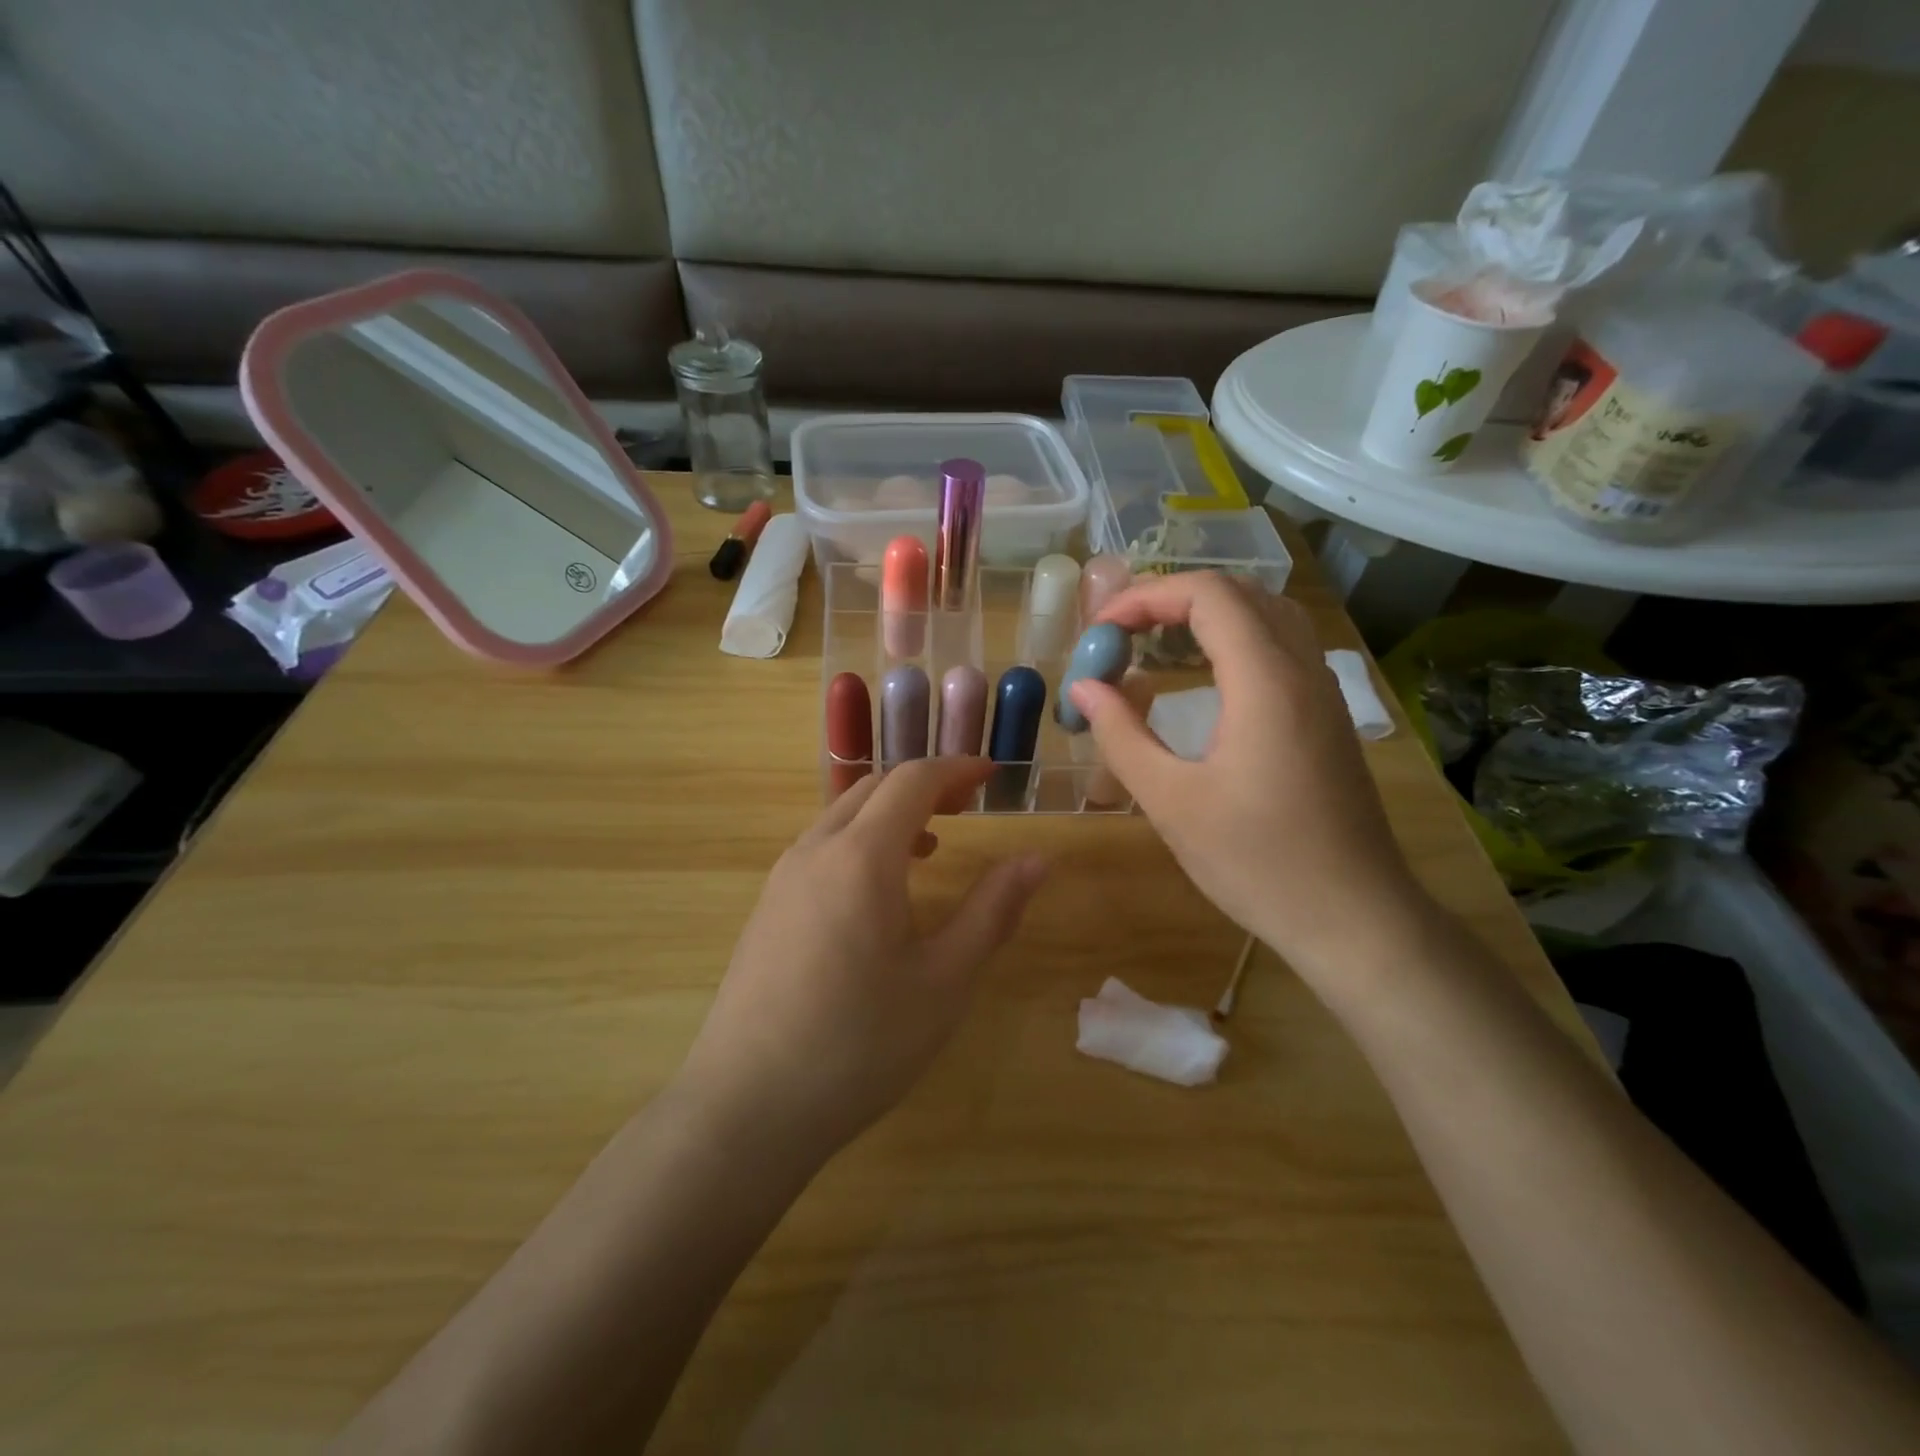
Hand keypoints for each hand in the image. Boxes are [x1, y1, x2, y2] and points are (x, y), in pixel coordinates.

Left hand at [676, 757, 1046, 1166]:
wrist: (747, 1107)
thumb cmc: (860, 1045)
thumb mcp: (943, 981)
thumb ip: (992, 911)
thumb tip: (1037, 860)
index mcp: (861, 857)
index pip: (912, 780)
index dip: (957, 769)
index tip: (993, 776)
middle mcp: (815, 850)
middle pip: (874, 788)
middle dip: (925, 786)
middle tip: (968, 807)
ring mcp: (782, 878)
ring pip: (842, 815)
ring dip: (890, 814)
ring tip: (931, 846)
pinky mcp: (766, 908)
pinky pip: (820, 848)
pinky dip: (860, 841)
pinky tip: (877, 892)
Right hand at [1068, 572, 1424, 982]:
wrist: (1353, 917)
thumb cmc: (1257, 862)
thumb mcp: (1172, 802)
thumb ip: (1122, 736)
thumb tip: (1084, 688)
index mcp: (1265, 681)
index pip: (1208, 594)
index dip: (1145, 596)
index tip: (1101, 632)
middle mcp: (1301, 669)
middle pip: (1238, 593)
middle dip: (1170, 599)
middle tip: (1120, 635)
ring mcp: (1322, 691)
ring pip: (1265, 615)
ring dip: (1205, 614)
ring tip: (1154, 644)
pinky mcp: (1326, 716)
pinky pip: (1280, 646)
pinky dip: (1233, 639)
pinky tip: (1203, 678)